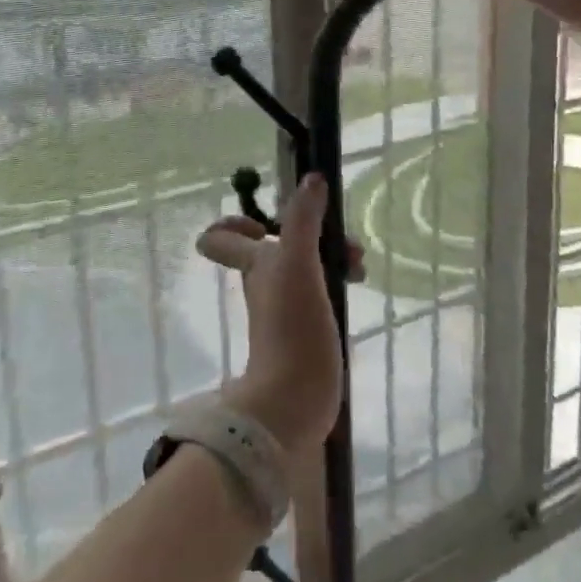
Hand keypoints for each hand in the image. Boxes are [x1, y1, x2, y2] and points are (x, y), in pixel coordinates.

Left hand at [194, 176, 362, 457]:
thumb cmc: (290, 329)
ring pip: (304, 264)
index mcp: (255, 265)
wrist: (295, 403)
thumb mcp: (297, 265)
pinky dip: (336, 280)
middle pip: (278, 243)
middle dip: (312, 232)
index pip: (221, 237)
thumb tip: (312, 178)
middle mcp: (266, 282)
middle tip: (344, 244)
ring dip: (330, 254)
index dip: (237, 221)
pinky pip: (319, 290)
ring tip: (359, 265)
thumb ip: (303, 220)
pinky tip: (356, 286)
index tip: (270, 222)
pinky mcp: (307, 328)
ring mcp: (286, 307)